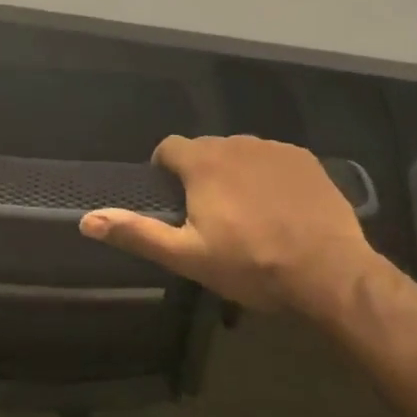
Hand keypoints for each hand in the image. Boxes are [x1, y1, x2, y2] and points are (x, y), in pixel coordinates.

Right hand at [79, 135, 374, 315]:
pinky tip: (279, 207)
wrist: (330, 273)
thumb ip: (136, 232)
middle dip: (200, 174)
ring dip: (234, 173)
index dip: (164, 170)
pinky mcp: (305, 160)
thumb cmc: (251, 265)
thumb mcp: (187, 256)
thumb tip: (86, 220)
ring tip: (246, 213)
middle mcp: (236, 143)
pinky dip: (267, 175)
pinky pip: (272, 159)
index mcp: (203, 162)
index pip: (168, 147)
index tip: (173, 200)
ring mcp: (274, 149)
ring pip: (239, 153)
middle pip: (204, 150)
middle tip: (210, 215)